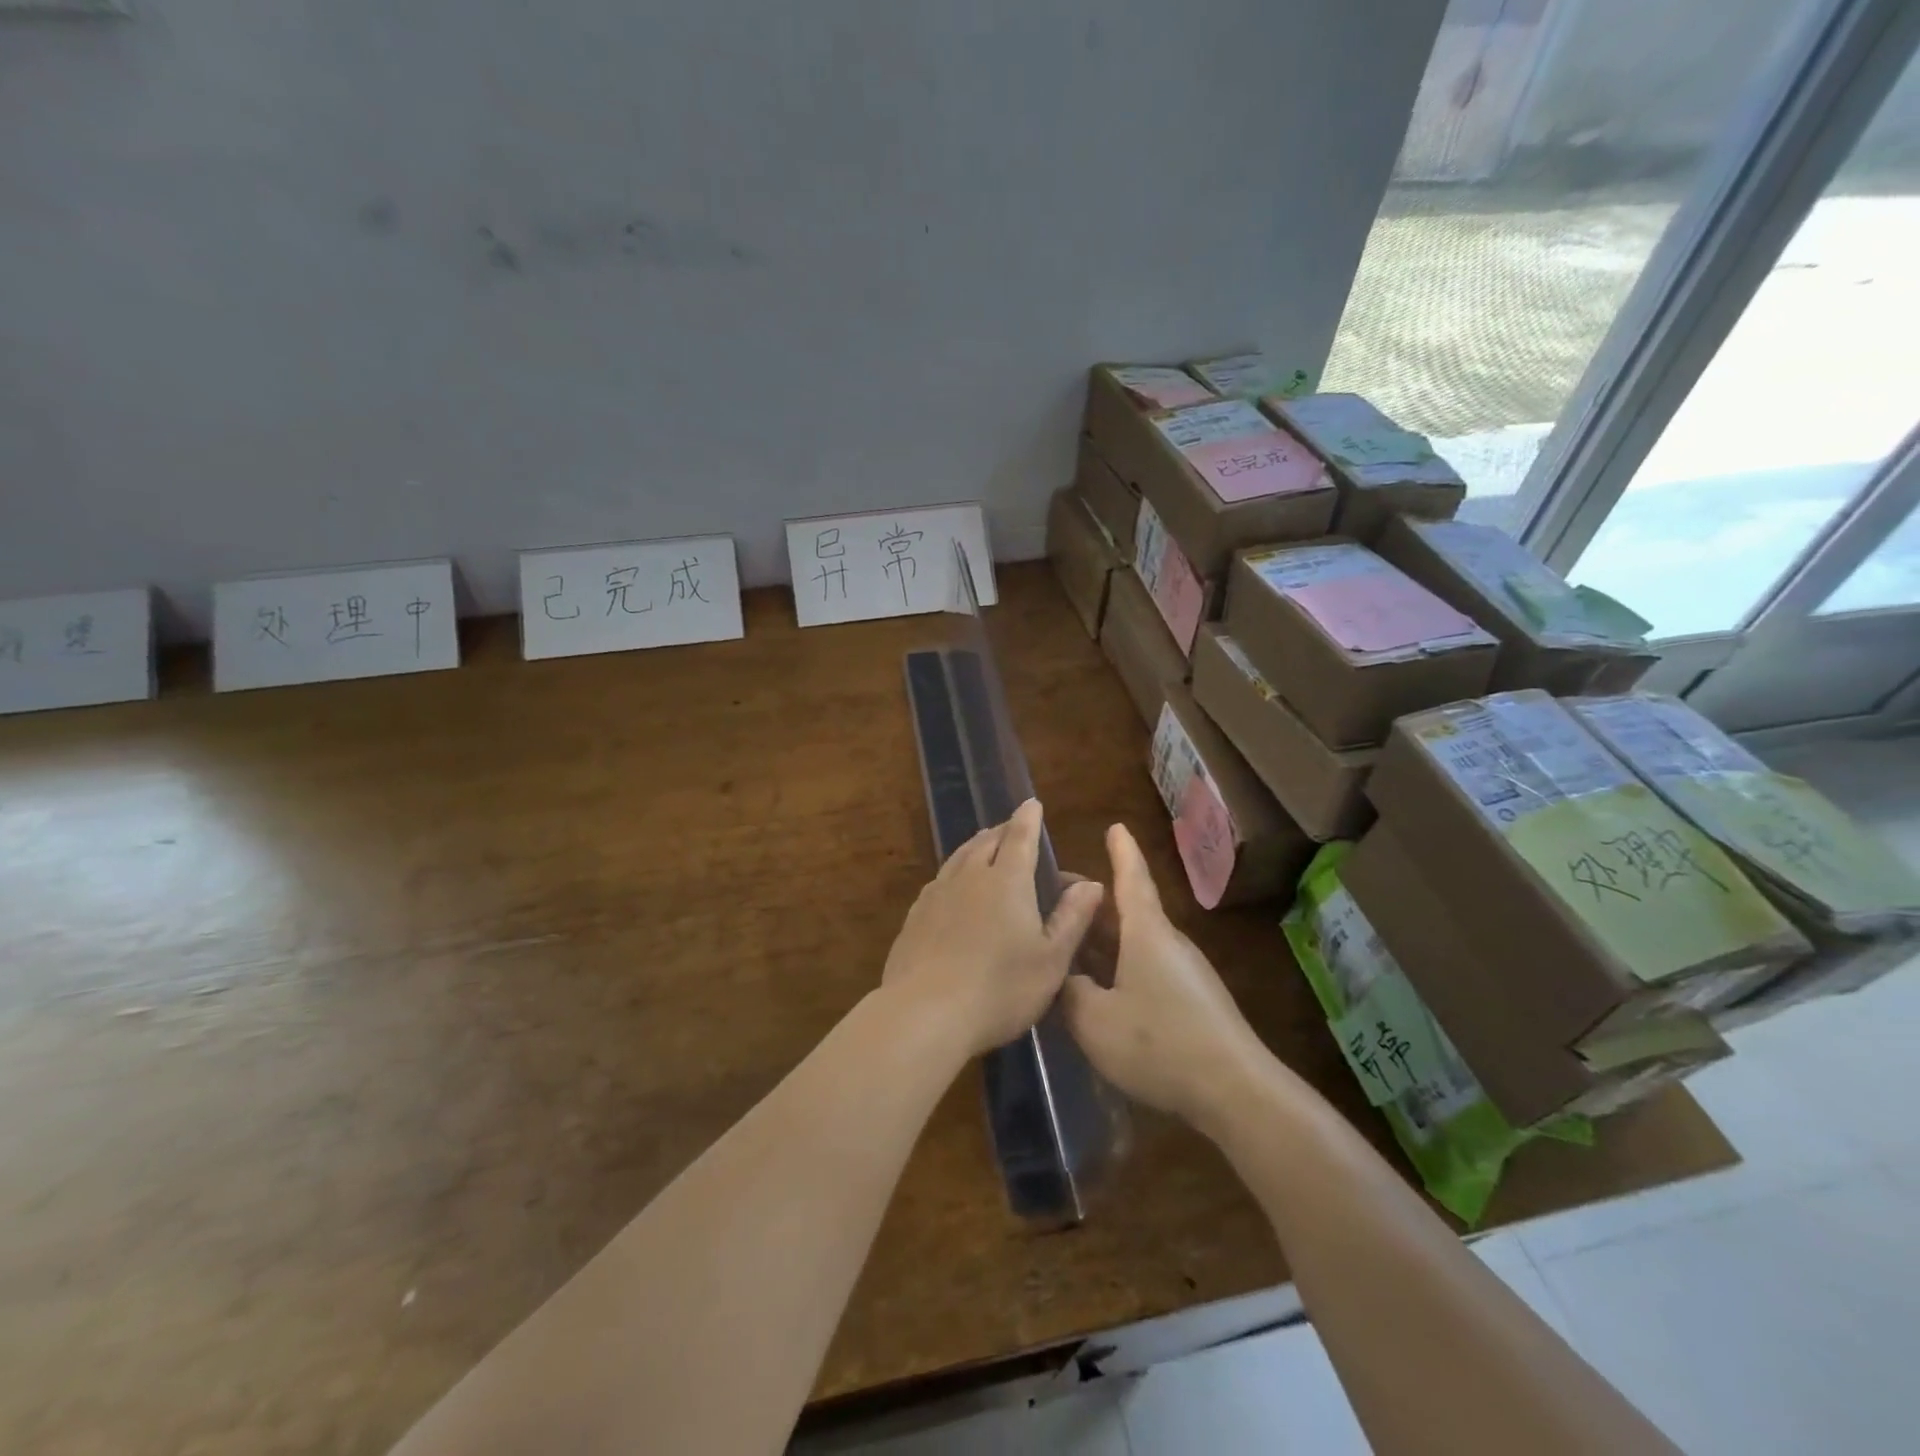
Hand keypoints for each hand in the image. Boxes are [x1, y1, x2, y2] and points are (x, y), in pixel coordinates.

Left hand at [882, 799, 1103, 1058]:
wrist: (925, 1013)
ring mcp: (937, 895)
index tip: (1032, 803)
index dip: (1028, 819)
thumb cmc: (1000, 989)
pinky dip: (953, 871)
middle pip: (986, 842)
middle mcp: (970, 877)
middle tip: (1012, 827)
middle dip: (1003, 830)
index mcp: (1007, 881)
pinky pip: (939, 880)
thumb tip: (1091, 884)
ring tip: (984, 844)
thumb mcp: (1050, 960)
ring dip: (976, 845)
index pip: (1020, 838)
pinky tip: (952, 884)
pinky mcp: (915, 916)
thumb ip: (1072, 919)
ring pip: (959, 857)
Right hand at [1061, 824, 1270, 1125]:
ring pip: (1133, 943)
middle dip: (1091, 902)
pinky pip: (1144, 969)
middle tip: (1054, 898)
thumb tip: (1066, 977)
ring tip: (1066, 944)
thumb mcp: (1095, 1020)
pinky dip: (1116, 966)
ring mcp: (1182, 973)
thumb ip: (1070, 992)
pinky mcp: (1190, 1001)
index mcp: (1146, 933)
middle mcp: (1167, 943)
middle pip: (1126, 911)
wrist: (1235, 1091)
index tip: (1115, 826)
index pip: (1131, 879)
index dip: (1121, 852)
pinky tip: (1096, 991)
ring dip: (1101, 939)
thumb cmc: (1160, 1042)